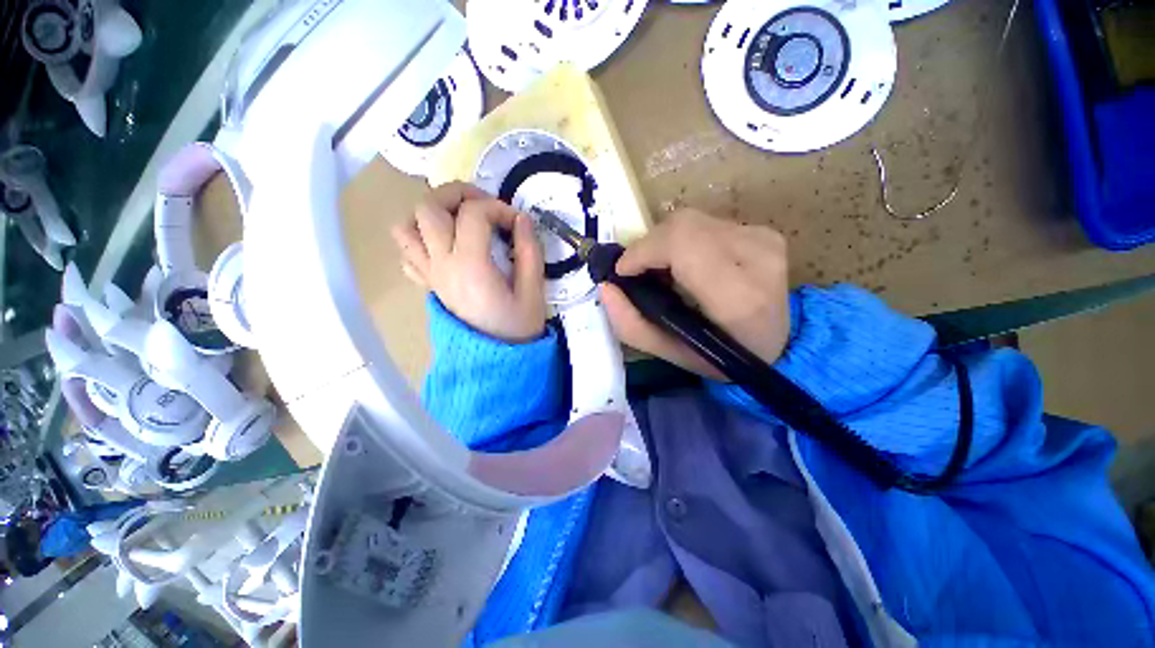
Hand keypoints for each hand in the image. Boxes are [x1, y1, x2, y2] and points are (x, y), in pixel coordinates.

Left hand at [392, 182, 545, 342]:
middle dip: (458, 194)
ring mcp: (430, 275)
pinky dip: (419, 239)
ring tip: (458, 220)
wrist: (497, 361)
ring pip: (405, 227)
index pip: (473, 214)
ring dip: (429, 214)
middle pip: (428, 207)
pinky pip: (406, 253)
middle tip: (484, 205)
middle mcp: (442, 265)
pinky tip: (445, 246)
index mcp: (471, 266)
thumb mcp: (533, 292)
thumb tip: (522, 219)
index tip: (517, 222)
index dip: (498, 208)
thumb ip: (529, 252)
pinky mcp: (428, 285)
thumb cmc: (518, 328)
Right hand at [602, 209, 790, 379]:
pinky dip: (684, 241)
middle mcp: (757, 256)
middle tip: (639, 272)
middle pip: (683, 225)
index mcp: (737, 296)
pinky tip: (687, 264)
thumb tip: (605, 287)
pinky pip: (706, 223)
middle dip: (649, 245)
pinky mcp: (764, 231)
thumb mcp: (670, 353)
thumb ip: (630, 324)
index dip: (644, 251)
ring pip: (692, 220)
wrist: (778, 345)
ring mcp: (764, 238)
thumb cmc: (721, 357)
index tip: (624, 271)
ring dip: (665, 243)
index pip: (682, 244)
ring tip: (663, 271)